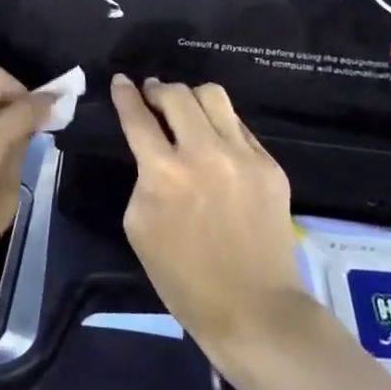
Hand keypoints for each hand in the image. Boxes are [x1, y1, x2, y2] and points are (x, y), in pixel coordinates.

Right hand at [109, 74, 310, 358]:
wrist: (253, 308)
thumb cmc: (183, 277)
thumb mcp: (138, 226)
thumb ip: (143, 179)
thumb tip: (153, 154)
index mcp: (164, 174)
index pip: (138, 117)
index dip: (125, 95)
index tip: (121, 81)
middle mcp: (203, 153)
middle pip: (176, 94)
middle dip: (157, 89)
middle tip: (151, 95)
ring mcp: (243, 156)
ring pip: (213, 96)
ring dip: (191, 97)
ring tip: (184, 109)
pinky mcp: (270, 166)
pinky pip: (239, 126)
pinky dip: (219, 124)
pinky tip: (214, 141)